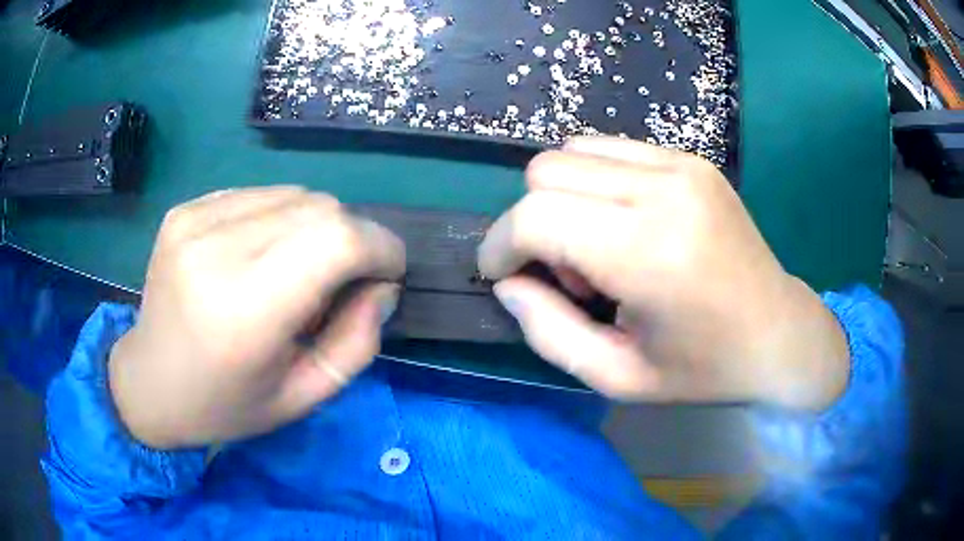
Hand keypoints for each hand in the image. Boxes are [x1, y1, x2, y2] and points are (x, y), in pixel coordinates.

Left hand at [108, 187, 404, 448]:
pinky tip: (258, 256)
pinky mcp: (184, 210)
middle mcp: (215, 250)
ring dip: (314, 228)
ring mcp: (193, 221)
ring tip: (293, 271)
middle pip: (320, 208)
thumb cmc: (226, 404)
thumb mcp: (303, 396)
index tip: (388, 273)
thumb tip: (381, 286)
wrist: (149, 383)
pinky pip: (258, 195)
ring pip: (293, 194)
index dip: (379, 247)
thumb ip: (357, 343)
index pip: (336, 240)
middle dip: (351, 239)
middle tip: (339, 284)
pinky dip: (278, 219)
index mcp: (244, 311)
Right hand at [479, 137, 848, 410]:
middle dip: (533, 223)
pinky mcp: (691, 158)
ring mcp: (682, 164)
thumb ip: (548, 332)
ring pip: (572, 152)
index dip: (500, 245)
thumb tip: (507, 283)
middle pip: (546, 171)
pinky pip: (610, 150)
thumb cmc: (703, 369)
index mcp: (649, 252)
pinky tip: (625, 223)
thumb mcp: (618, 377)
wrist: (778, 334)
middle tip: (569, 273)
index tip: (500, 275)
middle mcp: (665, 189)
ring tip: (601, 248)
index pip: (536, 216)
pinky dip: (595, 182)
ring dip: (563, 199)